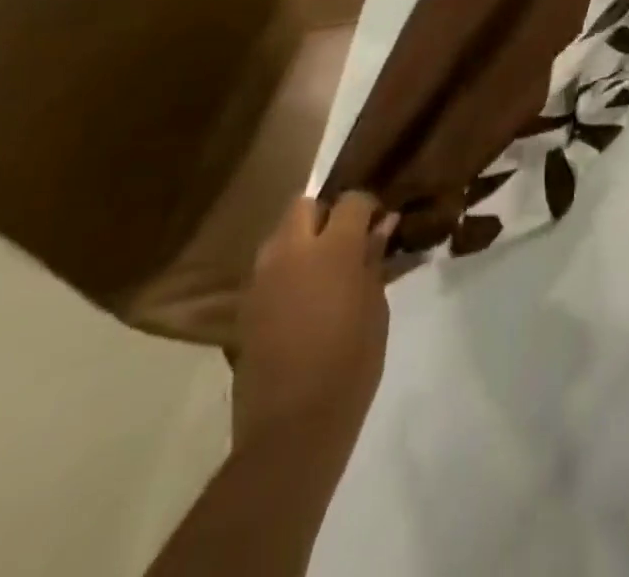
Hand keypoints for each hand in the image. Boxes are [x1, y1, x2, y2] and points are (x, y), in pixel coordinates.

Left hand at [234, 193, 399, 453]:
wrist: (292, 427)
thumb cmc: (351, 362)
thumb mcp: (376, 307)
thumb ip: (374, 259)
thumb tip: (383, 225)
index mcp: (332, 248)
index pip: (351, 200)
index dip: (367, 206)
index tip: (380, 223)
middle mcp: (291, 253)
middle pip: (303, 205)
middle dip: (325, 213)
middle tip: (346, 240)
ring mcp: (262, 280)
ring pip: (280, 235)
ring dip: (301, 240)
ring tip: (323, 269)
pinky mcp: (245, 307)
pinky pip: (267, 269)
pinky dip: (286, 270)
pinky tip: (303, 297)